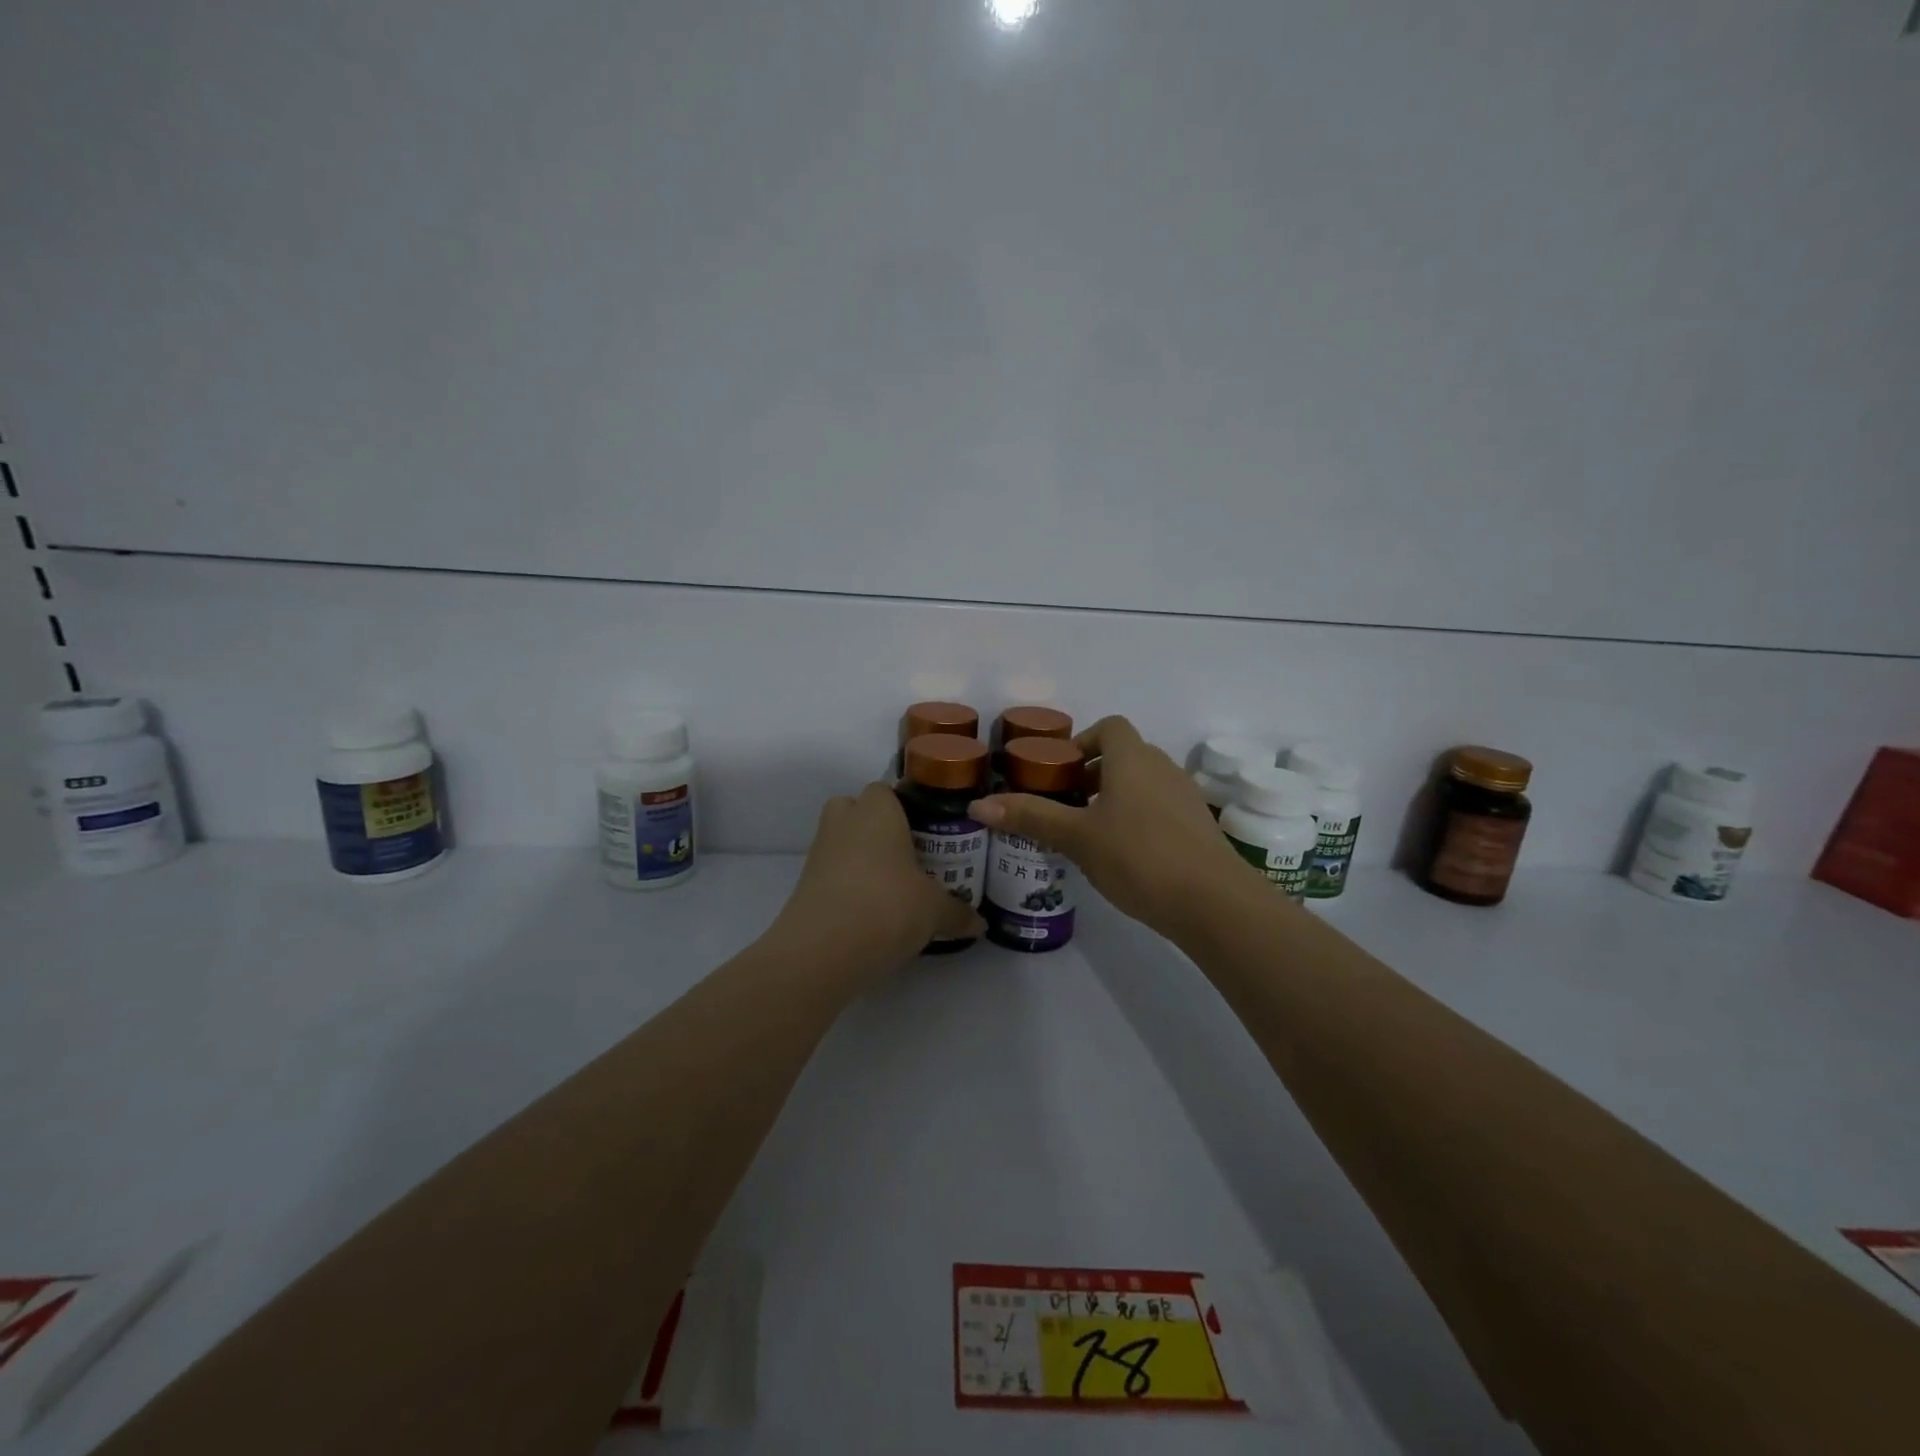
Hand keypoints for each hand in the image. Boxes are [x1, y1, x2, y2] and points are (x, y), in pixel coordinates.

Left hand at [778, 782, 984, 974]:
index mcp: (877, 811)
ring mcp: (819, 853)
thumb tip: (980, 923)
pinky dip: (849, 885)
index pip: (886, 790)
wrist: (822, 950)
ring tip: (894, 887)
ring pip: (843, 843)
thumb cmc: (887, 906)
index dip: (906, 807)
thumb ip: (958, 912)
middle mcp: (844, 822)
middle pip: (857, 810)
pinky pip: (833, 873)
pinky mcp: (805, 885)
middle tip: (908, 854)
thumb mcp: (935, 910)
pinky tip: (873, 911)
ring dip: (863, 858)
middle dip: (877, 828)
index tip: (928, 832)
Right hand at [971, 716, 1253, 938]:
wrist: (1212, 901)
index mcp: (1132, 758)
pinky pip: (1161, 808)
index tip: (1061, 772)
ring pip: (1144, 783)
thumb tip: (978, 804)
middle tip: (1066, 805)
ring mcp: (1185, 796)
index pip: (1109, 727)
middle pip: (1125, 755)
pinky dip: (1139, 817)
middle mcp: (1162, 767)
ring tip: (1090, 832)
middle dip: (1094, 774)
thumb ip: (1030, 817)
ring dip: (1116, 797)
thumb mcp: (1076, 837)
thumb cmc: (1137, 856)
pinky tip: (1125, 855)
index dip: (1083, 741)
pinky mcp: (1198, 826)